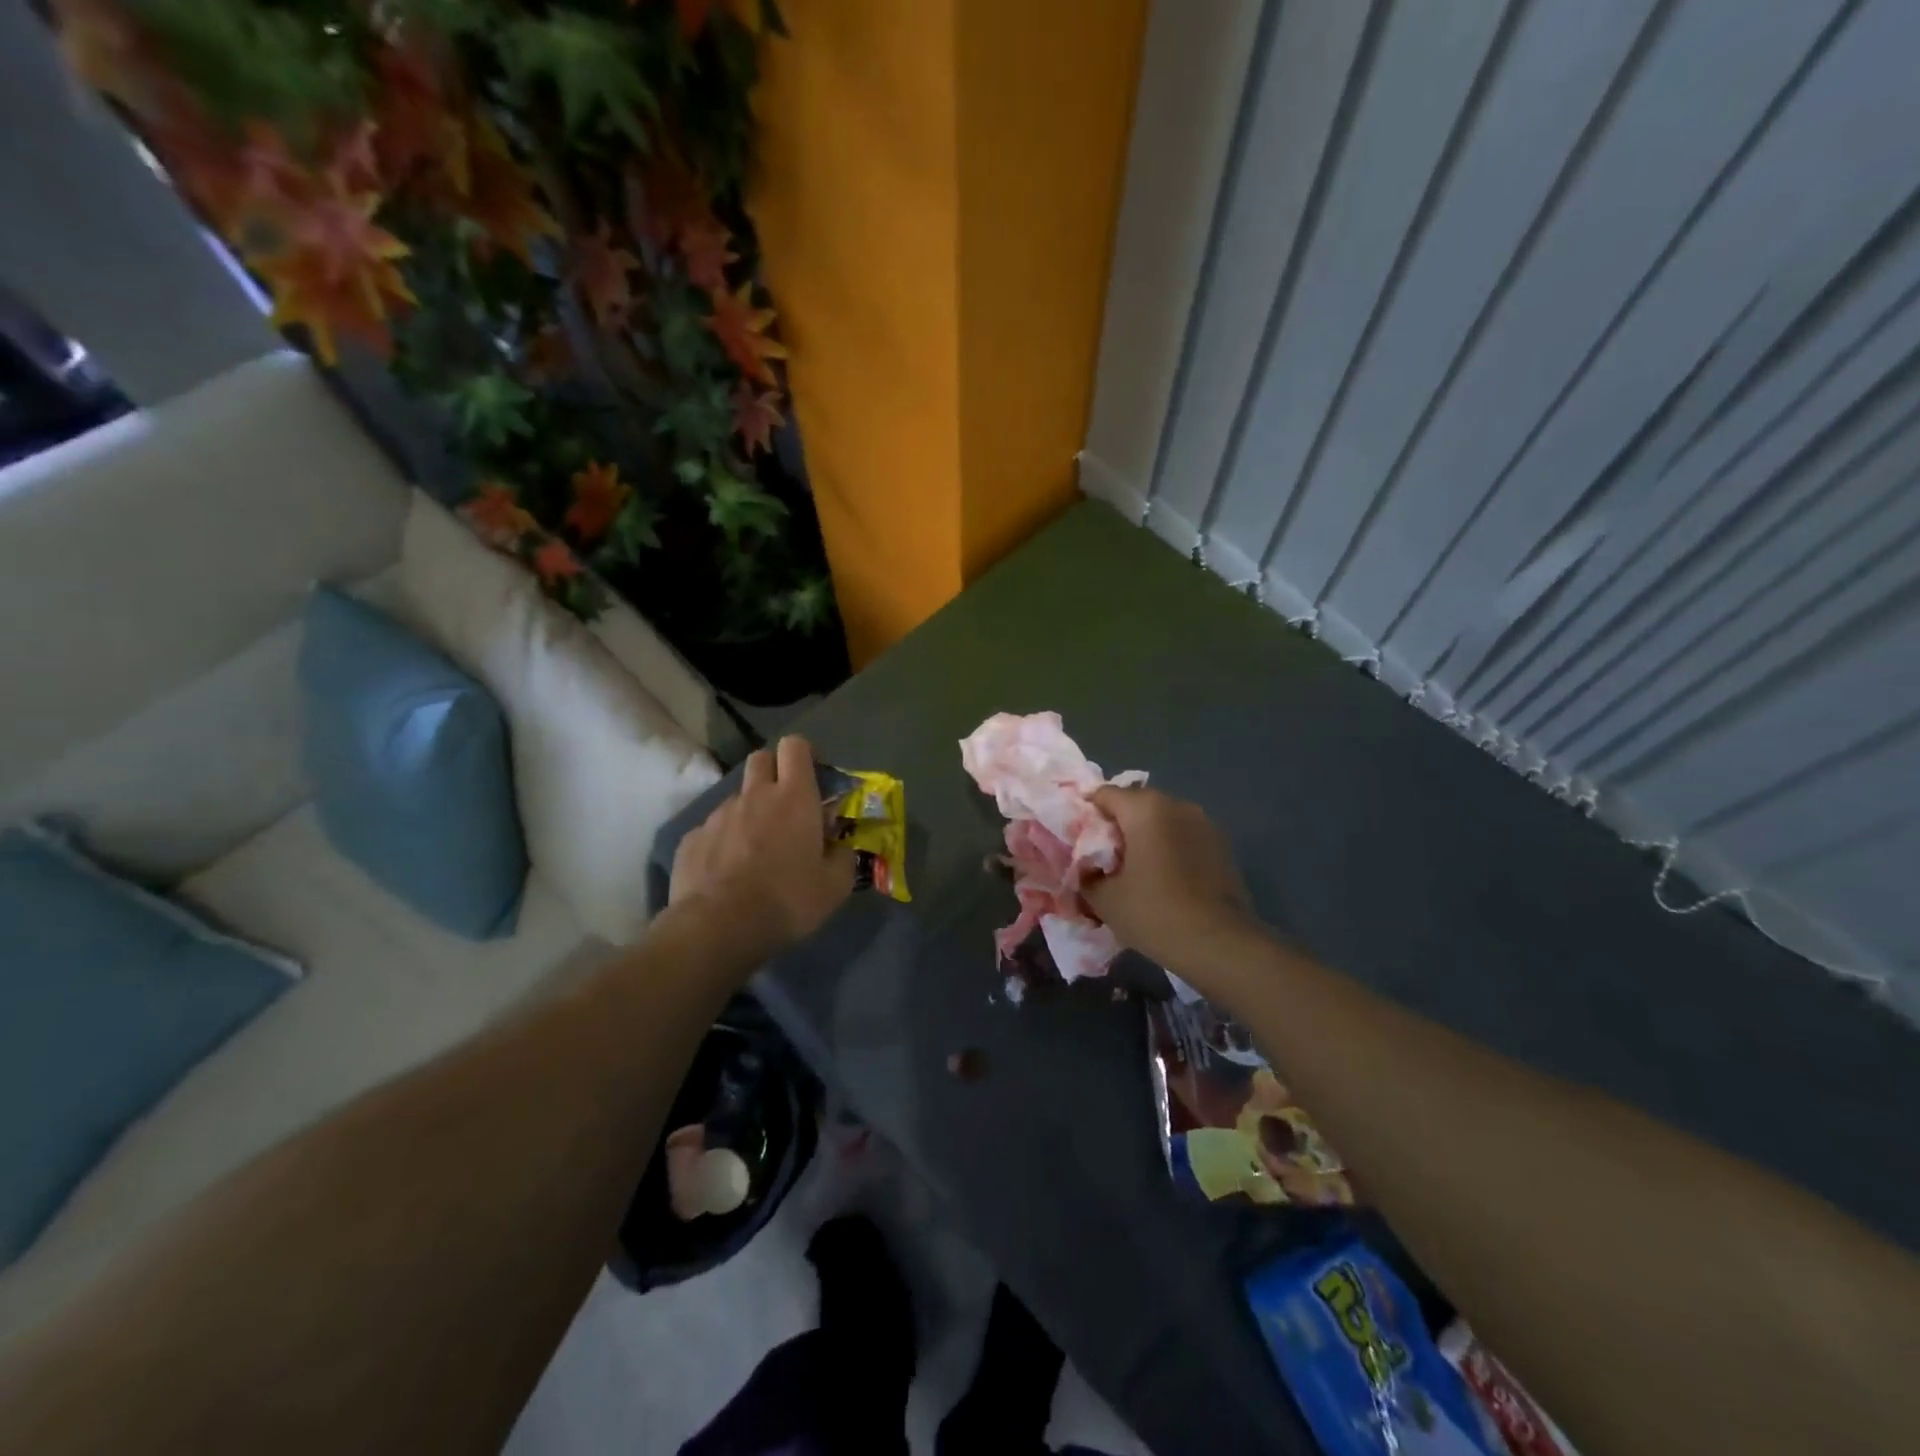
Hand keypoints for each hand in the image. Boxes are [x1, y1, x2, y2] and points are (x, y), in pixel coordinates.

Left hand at [669, 736, 854, 960]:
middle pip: (761, 759)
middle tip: (785, 805)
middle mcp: (755, 795)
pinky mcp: (692, 839)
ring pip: (737, 797)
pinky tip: (727, 872)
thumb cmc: (787, 900)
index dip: (803, 754)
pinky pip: (712, 829)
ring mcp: (718, 815)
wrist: (718, 927)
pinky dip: (723, 841)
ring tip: (754, 849)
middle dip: (774, 772)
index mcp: (794, 797)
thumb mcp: (835, 886)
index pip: (795, 746)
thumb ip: (843, 857)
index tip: (811, 775)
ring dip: (749, 812)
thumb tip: (840, 847)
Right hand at [1085, 786, 1257, 976]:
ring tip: (1136, 870)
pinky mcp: (1222, 845)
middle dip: (1117, 826)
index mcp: (1144, 808)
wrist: (1219, 944)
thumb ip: (1086, 874)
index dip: (1086, 815)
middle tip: (1105, 859)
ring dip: (1146, 836)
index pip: (1103, 795)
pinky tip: (1165, 879)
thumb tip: (1087, 867)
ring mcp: (1204, 823)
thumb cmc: (1154, 913)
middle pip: (1135, 804)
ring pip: (1162, 820)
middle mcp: (1176, 804)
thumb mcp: (1104, 898)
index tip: (1079, 842)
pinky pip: (1184, 836)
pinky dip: (1170, 849)